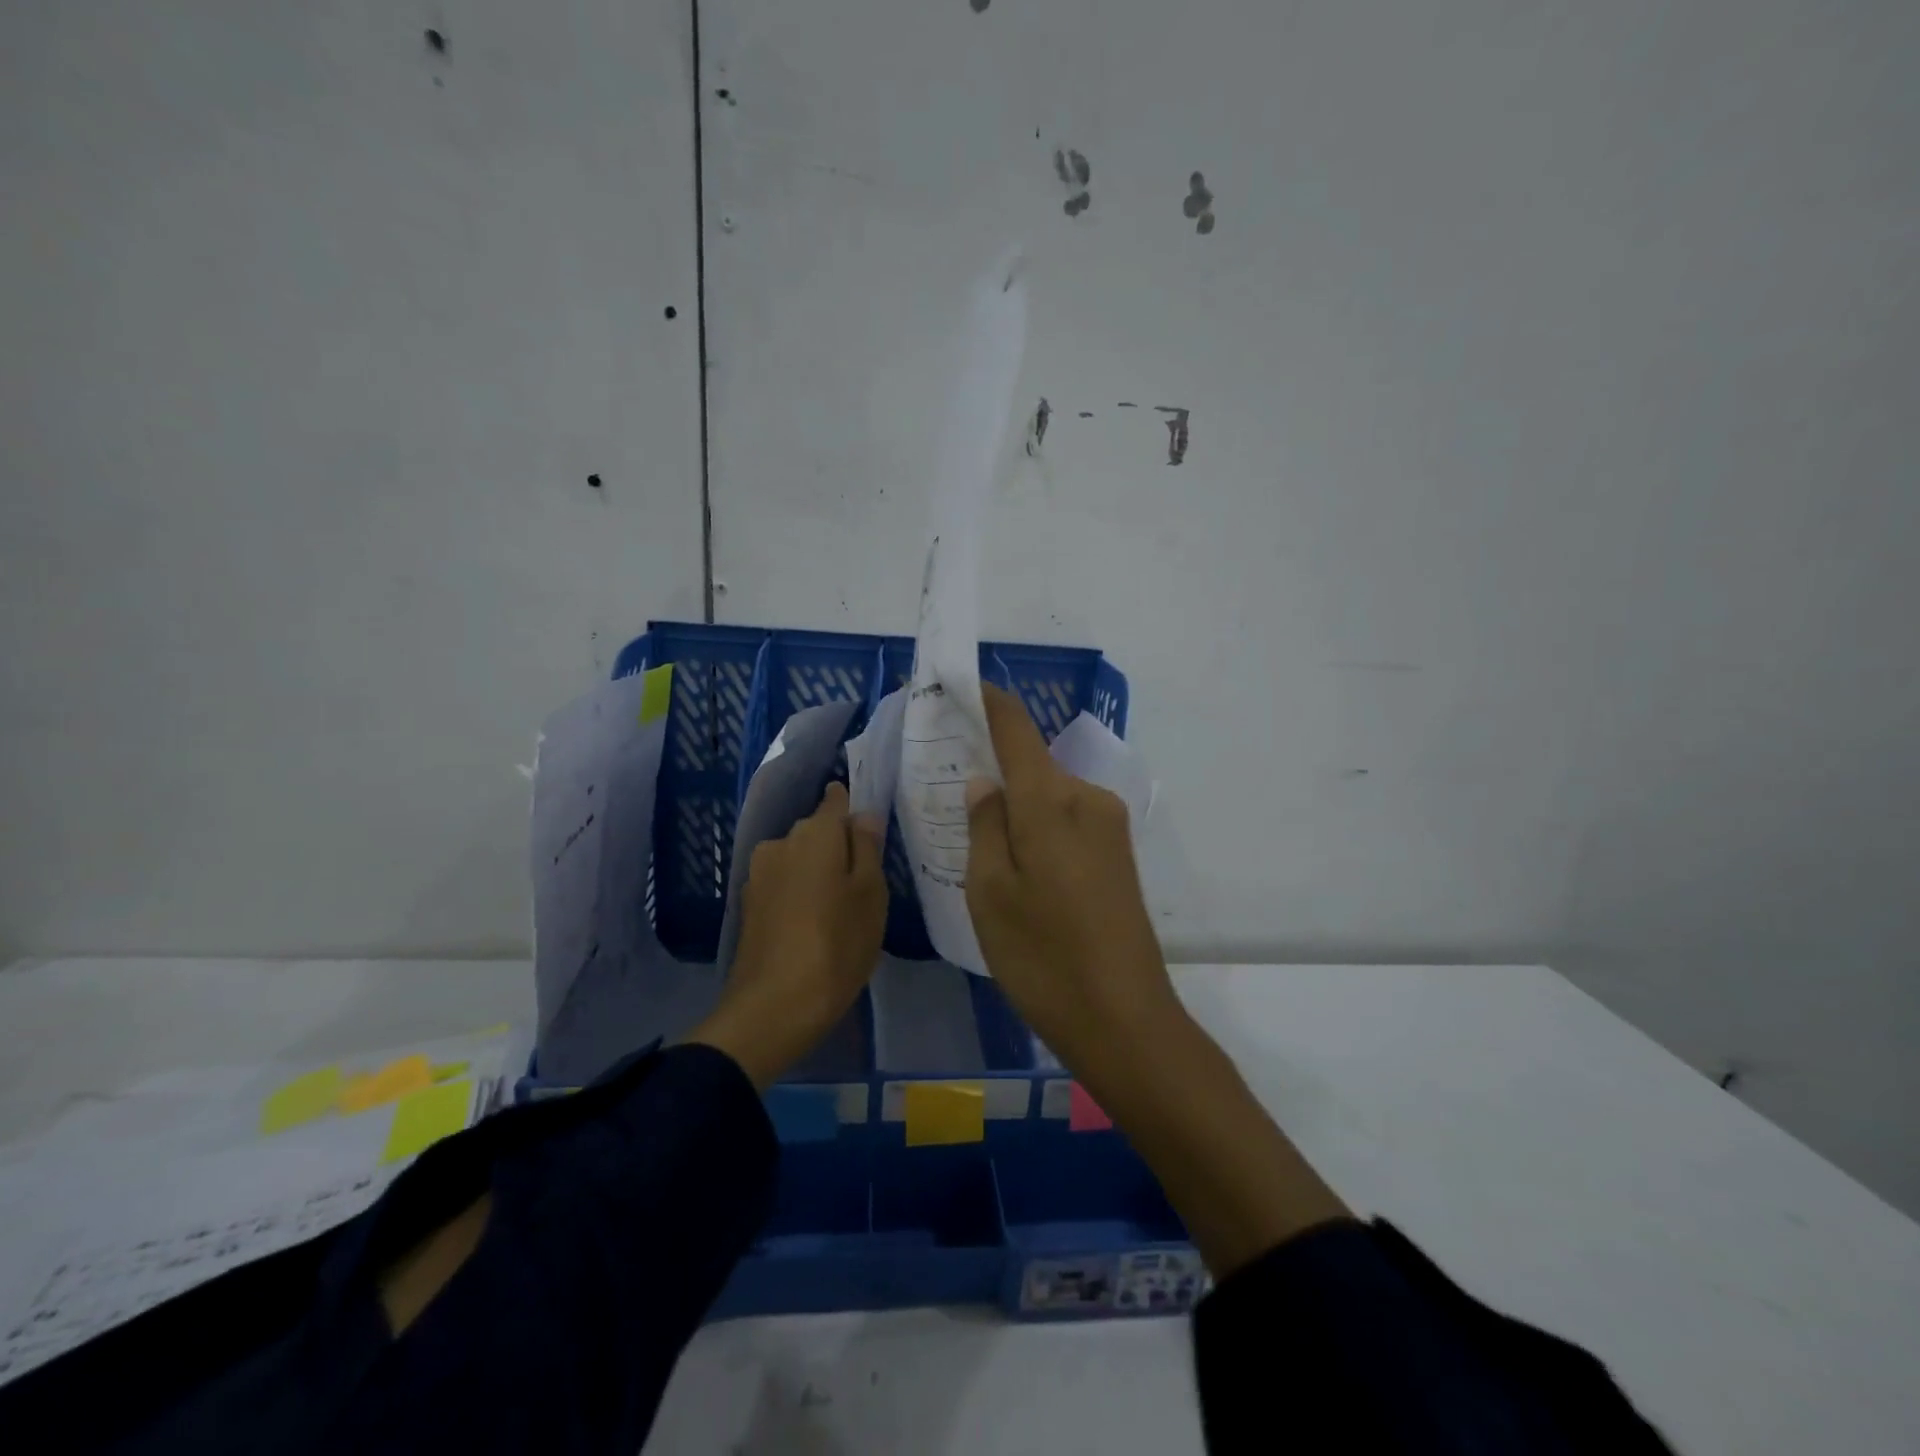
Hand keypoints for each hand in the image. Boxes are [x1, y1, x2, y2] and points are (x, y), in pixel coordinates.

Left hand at [688, 782, 887, 1087]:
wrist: (774, 1007)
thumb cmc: (837, 945)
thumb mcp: (871, 894)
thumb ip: (868, 847)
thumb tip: (864, 815)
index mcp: (815, 832)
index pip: (836, 799)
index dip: (855, 809)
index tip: (873, 834)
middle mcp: (781, 842)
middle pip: (818, 831)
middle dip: (839, 847)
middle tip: (864, 884)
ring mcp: (759, 873)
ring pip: (799, 859)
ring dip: (818, 873)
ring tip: (839, 910)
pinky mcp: (748, 904)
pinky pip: (784, 884)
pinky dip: (800, 894)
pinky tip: (813, 925)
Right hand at [964, 684, 1179, 1069]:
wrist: (1125, 1019)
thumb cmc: (1043, 957)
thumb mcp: (990, 893)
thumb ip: (985, 826)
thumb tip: (986, 782)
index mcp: (1050, 800)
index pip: (1016, 729)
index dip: (989, 701)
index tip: (961, 683)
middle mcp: (1087, 799)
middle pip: (1033, 765)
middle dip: (996, 770)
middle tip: (955, 796)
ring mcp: (1110, 827)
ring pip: (1049, 796)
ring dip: (1018, 806)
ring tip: (983, 845)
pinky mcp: (1119, 854)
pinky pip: (1067, 820)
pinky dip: (1039, 828)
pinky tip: (1022, 868)